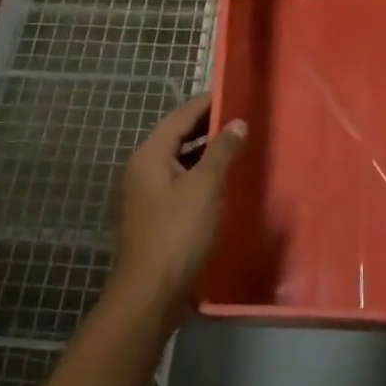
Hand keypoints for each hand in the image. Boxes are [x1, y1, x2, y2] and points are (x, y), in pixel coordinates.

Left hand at [115, 95, 246, 319]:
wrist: (150, 293)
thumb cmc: (177, 234)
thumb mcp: (205, 188)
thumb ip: (222, 152)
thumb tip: (237, 123)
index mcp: (150, 156)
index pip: (180, 117)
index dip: (206, 103)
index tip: (233, 93)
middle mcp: (143, 169)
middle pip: (177, 137)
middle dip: (208, 127)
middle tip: (242, 119)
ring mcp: (147, 194)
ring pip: (179, 162)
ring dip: (206, 153)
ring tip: (238, 146)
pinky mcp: (156, 216)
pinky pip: (180, 183)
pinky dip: (200, 176)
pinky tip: (223, 182)